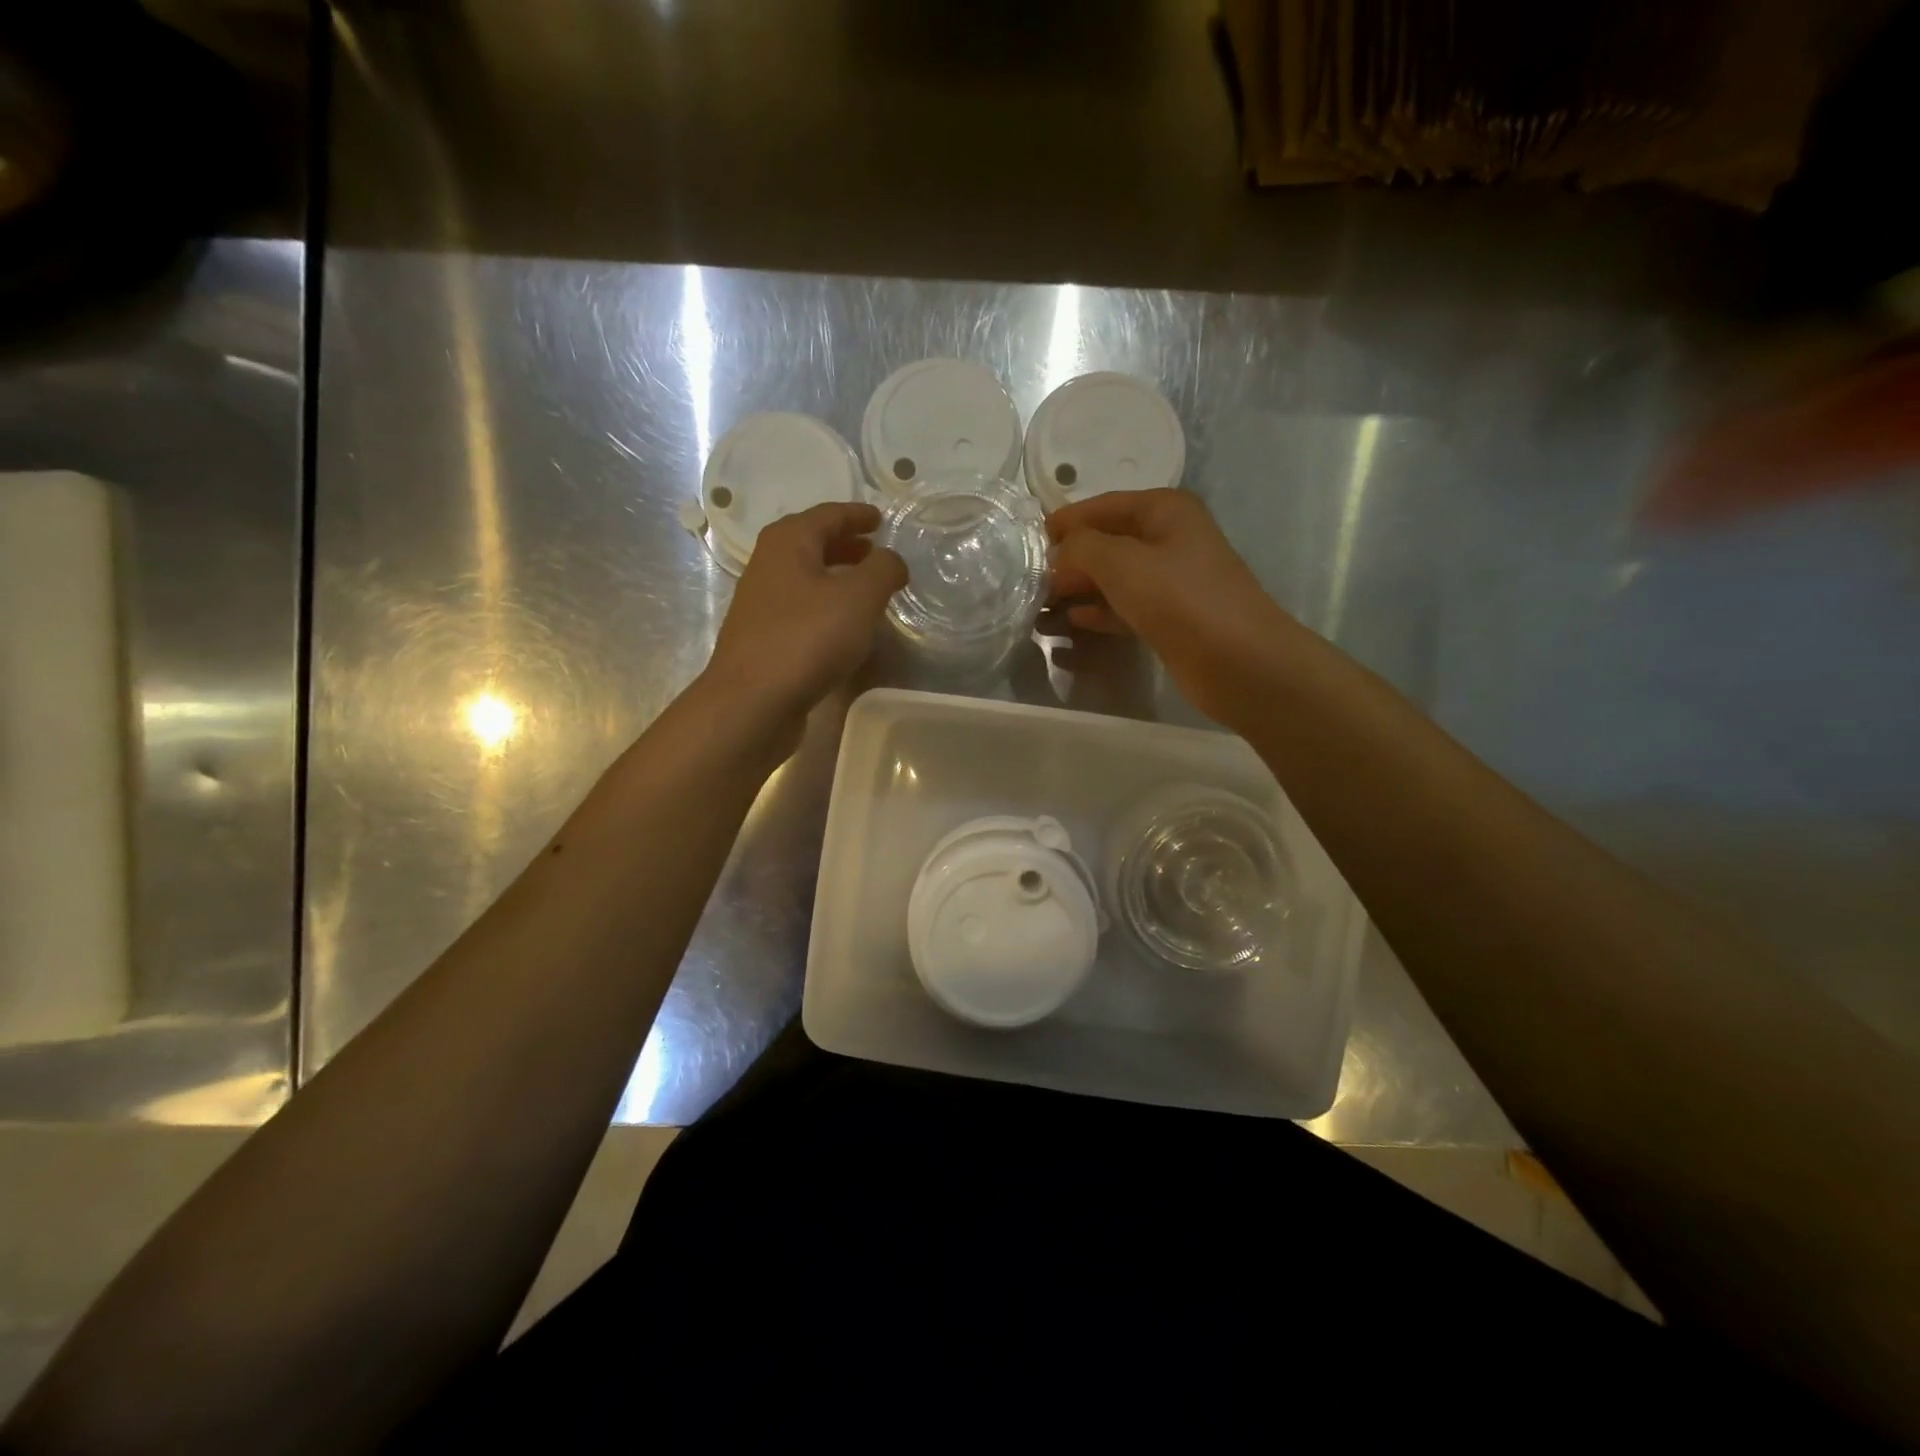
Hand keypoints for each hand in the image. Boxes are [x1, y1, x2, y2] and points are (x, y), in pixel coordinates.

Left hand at [702, 501, 906, 731]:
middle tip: (875, 551)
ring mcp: (762, 604)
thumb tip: (892, 560)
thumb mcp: (859, 597)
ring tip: (868, 590)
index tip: (880, 519)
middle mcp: (768, 566)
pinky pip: (802, 610)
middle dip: (846, 545)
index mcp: (788, 543)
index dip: (857, 515)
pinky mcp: (764, 639)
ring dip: (837, 577)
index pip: (828, 515)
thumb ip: (883, 570)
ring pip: (806, 578)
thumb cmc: (807, 638)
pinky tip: (845, 628)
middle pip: (812, 544)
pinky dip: (827, 607)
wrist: (753, 702)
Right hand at [1048, 489, 1295, 726]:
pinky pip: (1126, 607)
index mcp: (1164, 511)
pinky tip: (1073, 623)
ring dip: (1080, 590)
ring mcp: (1173, 580)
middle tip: (1030, 582)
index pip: (1104, 506)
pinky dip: (1099, 613)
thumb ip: (1081, 548)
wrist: (1238, 660)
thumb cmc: (1179, 598)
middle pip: (1108, 543)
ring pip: (1115, 578)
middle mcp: (1170, 539)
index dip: (1066, 522)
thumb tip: (1060, 552)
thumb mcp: (1121, 562)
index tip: (1029, 541)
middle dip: (1070, 561)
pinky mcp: (1171, 618)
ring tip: (1041, 607)